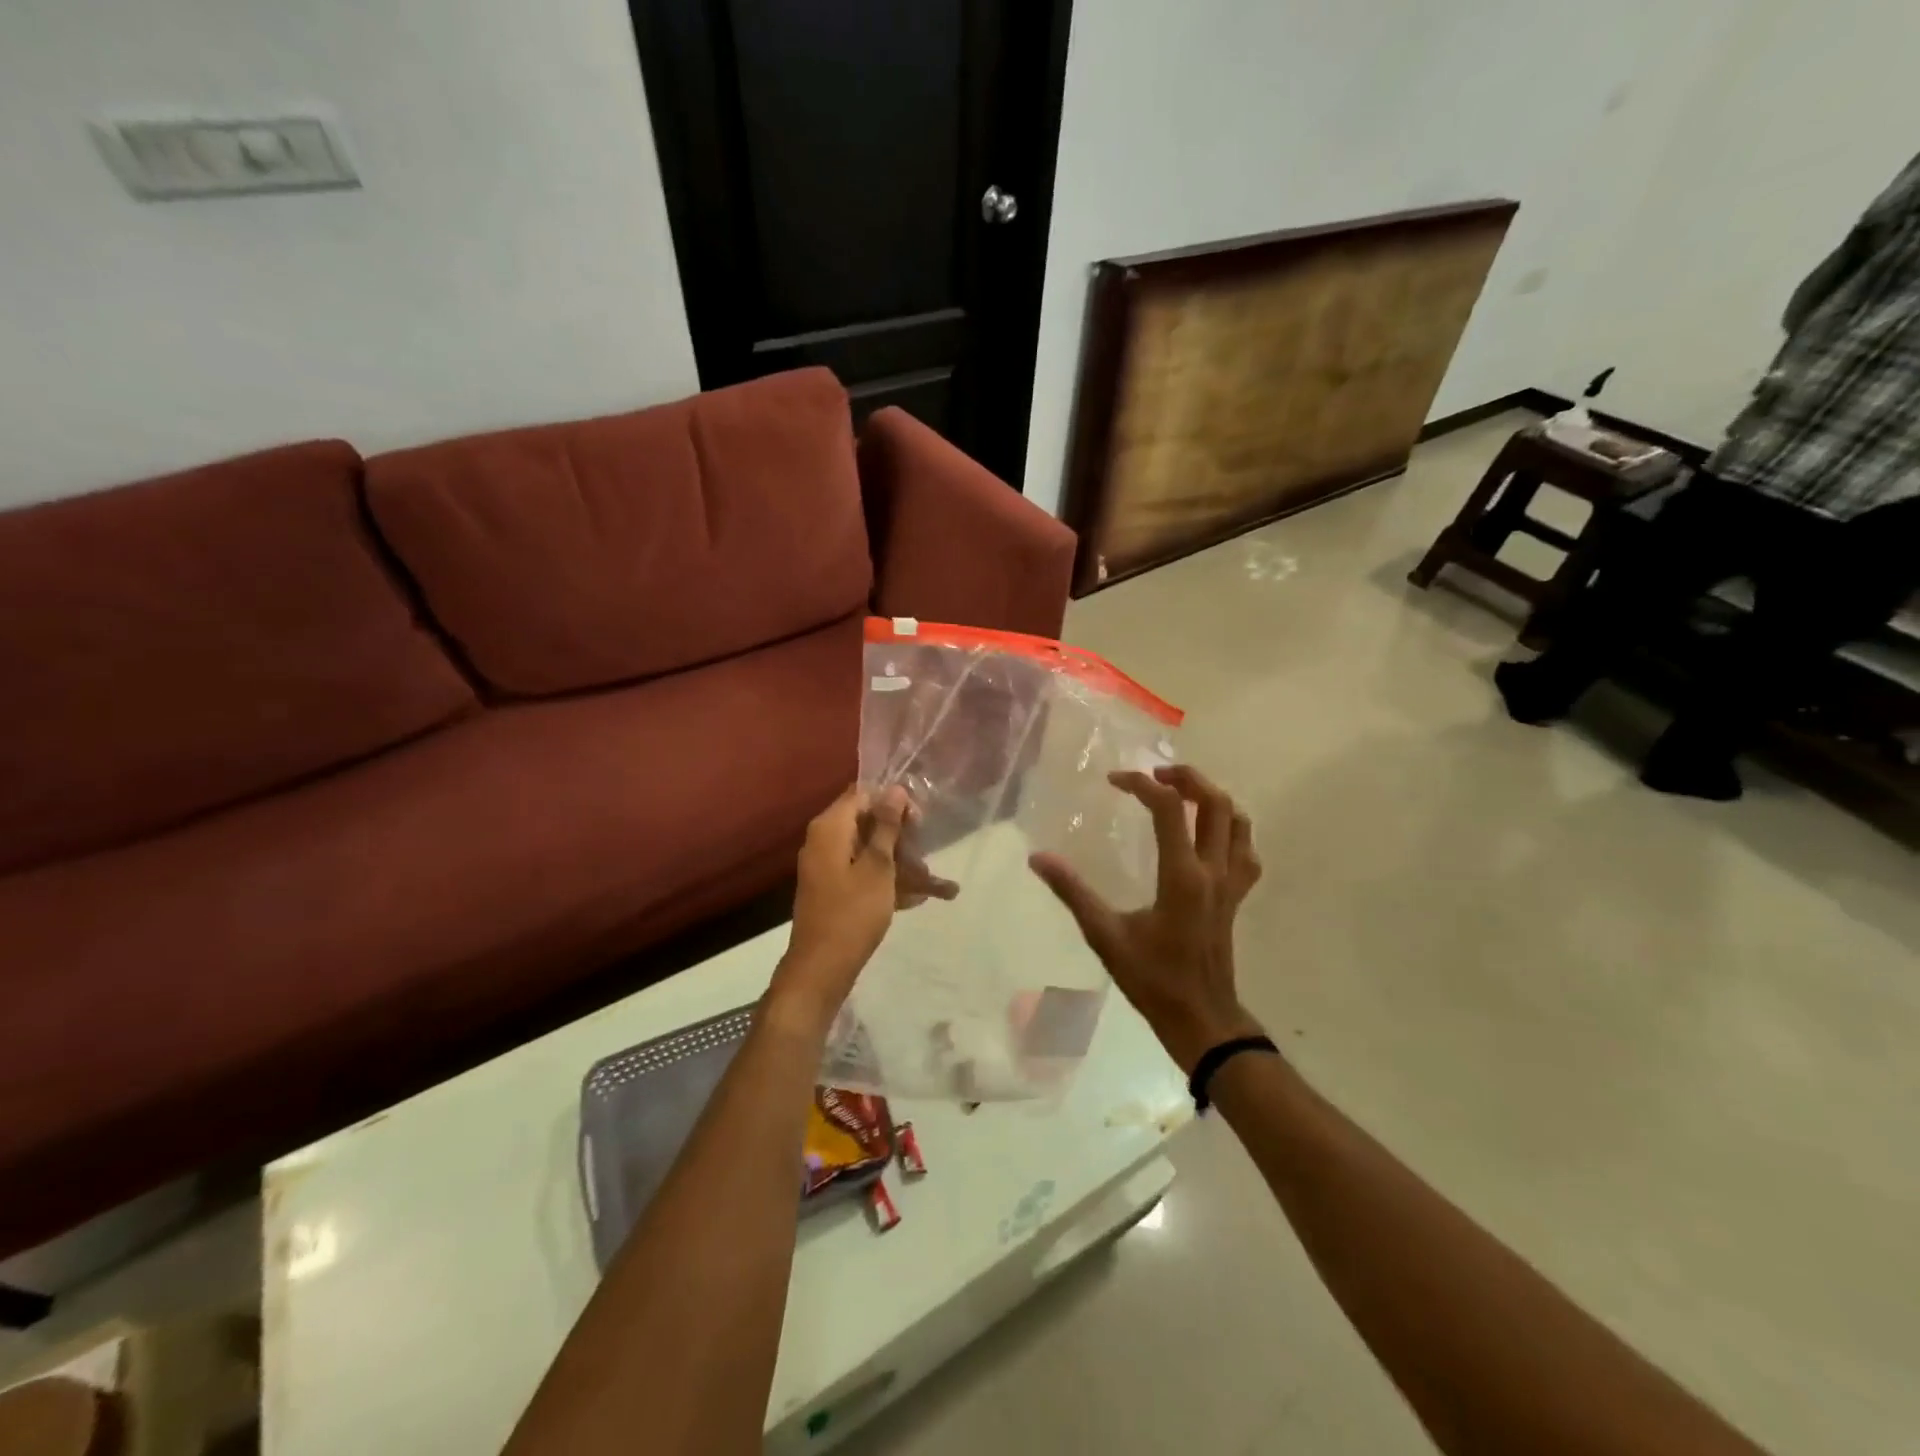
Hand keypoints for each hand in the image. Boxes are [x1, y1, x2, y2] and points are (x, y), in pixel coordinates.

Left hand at [769, 784, 919, 1027]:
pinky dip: (888, 882)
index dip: (893, 802)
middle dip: (901, 837)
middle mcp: (824, 841)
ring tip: (934, 883)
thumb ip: (886, 826)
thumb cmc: (853, 912)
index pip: (863, 795)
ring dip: (901, 864)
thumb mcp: (878, 867)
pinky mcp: (833, 890)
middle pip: (867, 823)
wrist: (821, 968)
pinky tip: (919, 898)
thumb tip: (894, 789)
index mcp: (830, 828)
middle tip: (927, 853)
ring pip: (869, 852)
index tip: (920, 821)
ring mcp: (827, 867)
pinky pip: (864, 875)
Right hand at [1030, 765, 1263, 1072]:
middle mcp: (1213, 871)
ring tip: (1182, 793)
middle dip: (1187, 777)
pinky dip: (1231, 829)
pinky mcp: (1237, 896)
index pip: (1169, 809)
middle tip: (1155, 774)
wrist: (1201, 1018)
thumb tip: (1038, 858)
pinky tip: (1208, 834)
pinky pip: (1246, 850)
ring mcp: (1232, 884)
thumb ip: (1072, 893)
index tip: (1114, 781)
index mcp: (1182, 876)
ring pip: (1238, 822)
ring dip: (1212, 798)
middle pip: (1215, 803)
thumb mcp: (1105, 935)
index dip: (1142, 784)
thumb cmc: (1152, 979)